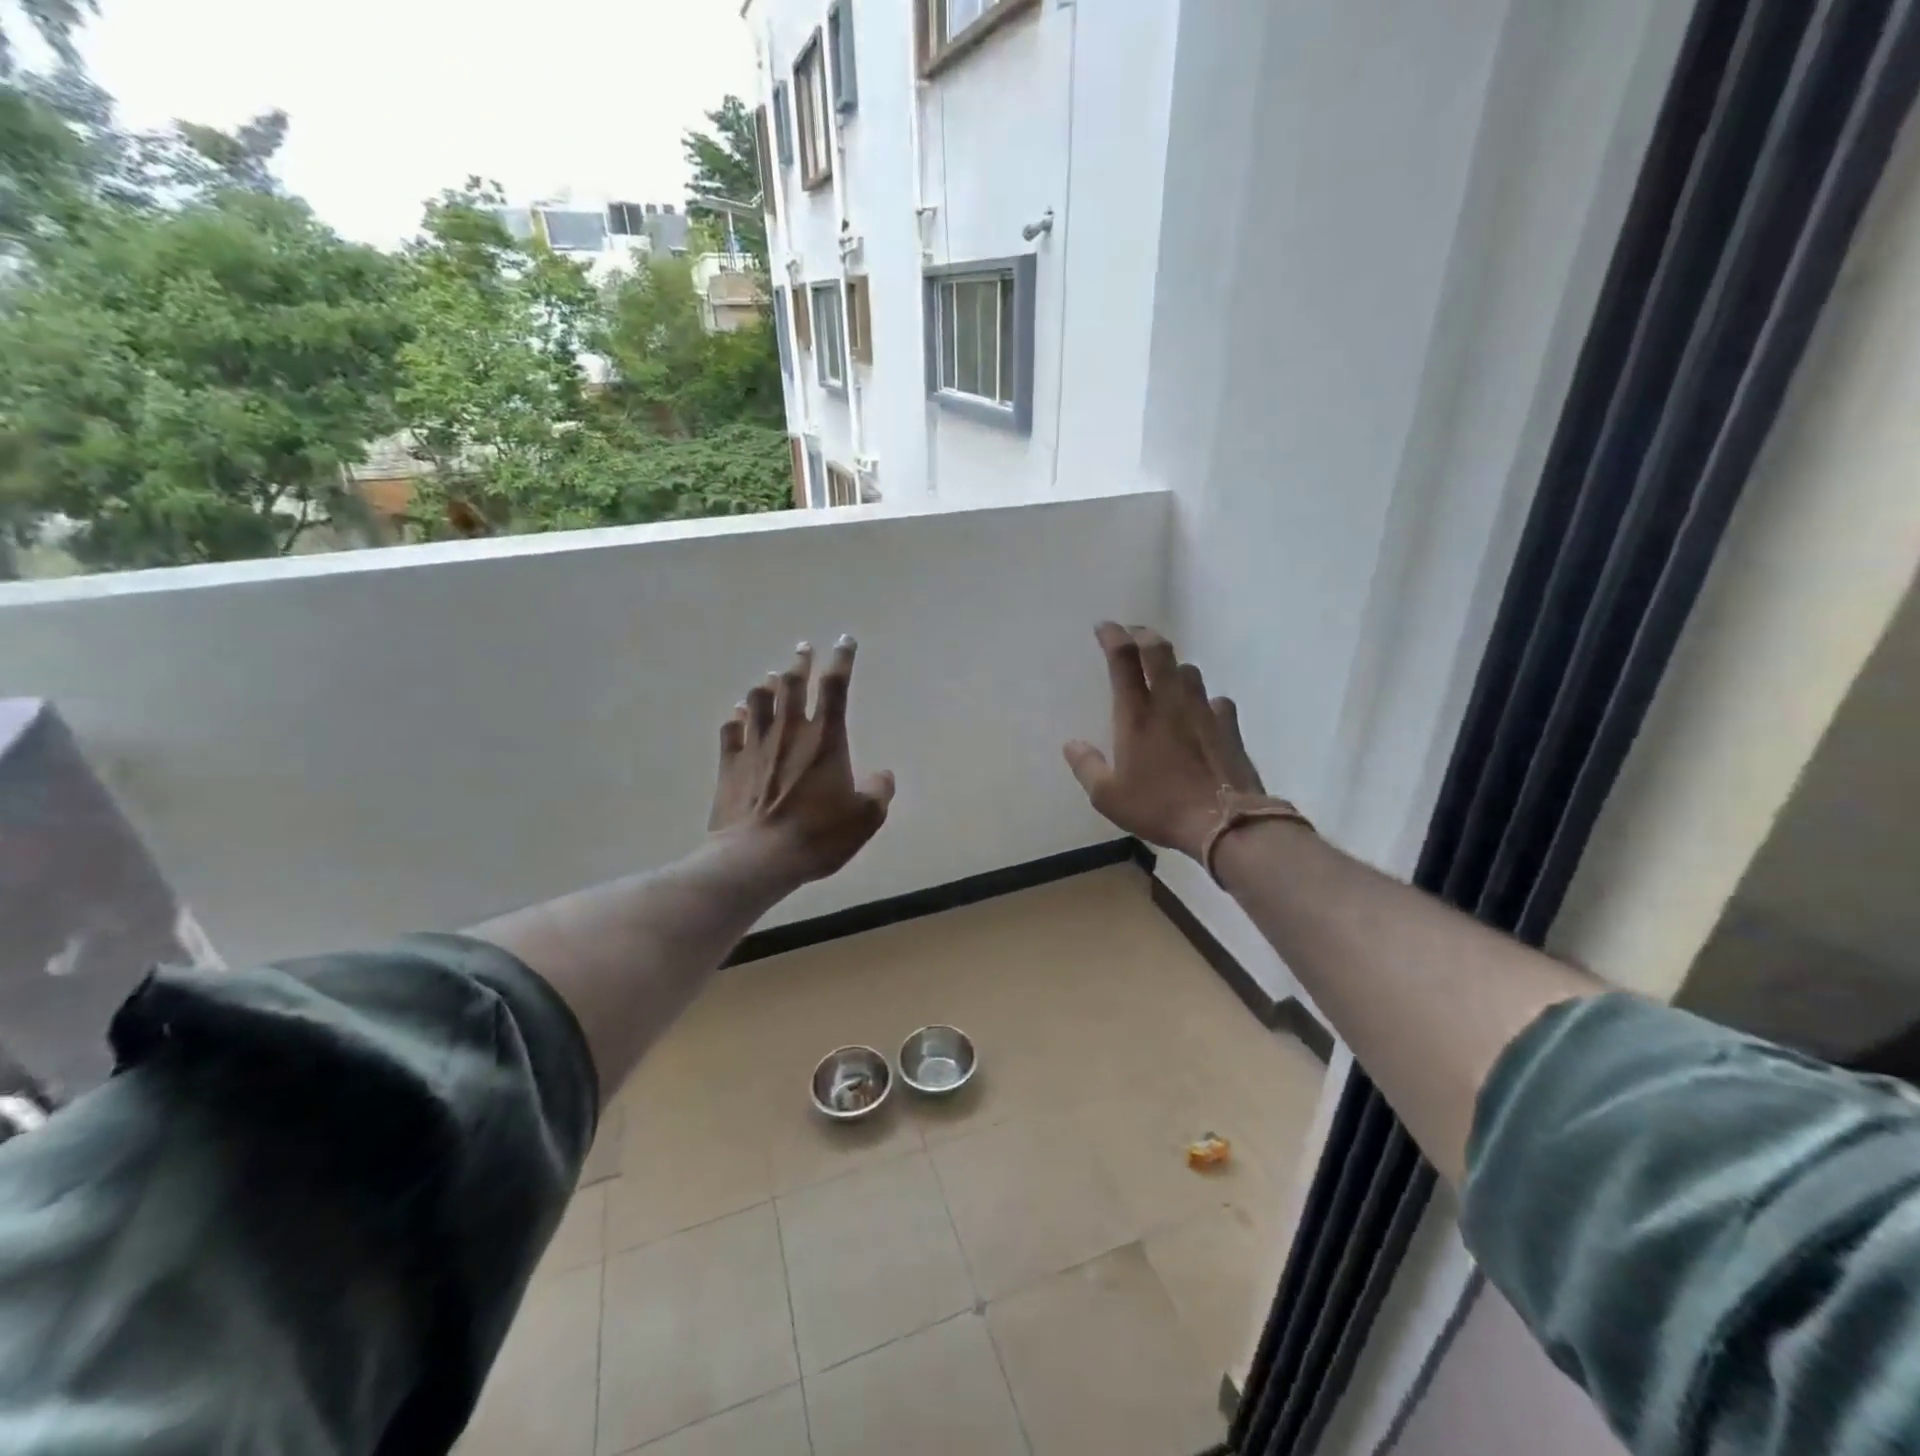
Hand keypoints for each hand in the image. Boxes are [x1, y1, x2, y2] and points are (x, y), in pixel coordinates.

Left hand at [710, 636, 895, 885]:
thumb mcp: (865, 818)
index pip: (835, 686)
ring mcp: (755, 745)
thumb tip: (883, 776)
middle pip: (793, 683)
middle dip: (801, 662)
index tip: (846, 641)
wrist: (757, 857)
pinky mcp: (729, 763)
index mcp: (825, 738)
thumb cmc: (817, 835)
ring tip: (772, 678)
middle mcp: (789, 731)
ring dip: (768, 685)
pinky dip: (738, 716)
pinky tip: (739, 714)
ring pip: (759, 700)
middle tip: (803, 648)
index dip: (842, 659)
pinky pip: (732, 728)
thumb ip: (879, 791)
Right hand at [1064, 623, 1263, 859]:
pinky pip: (1215, 700)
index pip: (1123, 658)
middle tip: (1132, 635)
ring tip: (1164, 675)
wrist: (1223, 823)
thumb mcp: (1108, 796)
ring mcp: (1203, 710)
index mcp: (1136, 715)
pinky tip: (1200, 713)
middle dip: (1143, 635)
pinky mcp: (1229, 725)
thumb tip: (1071, 744)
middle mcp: (1170, 702)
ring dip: (1172, 666)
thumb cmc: (1159, 807)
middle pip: (1159, 650)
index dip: (1112, 635)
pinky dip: (1203, 700)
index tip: (1103, 627)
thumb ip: (1086, 766)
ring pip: (1188, 670)